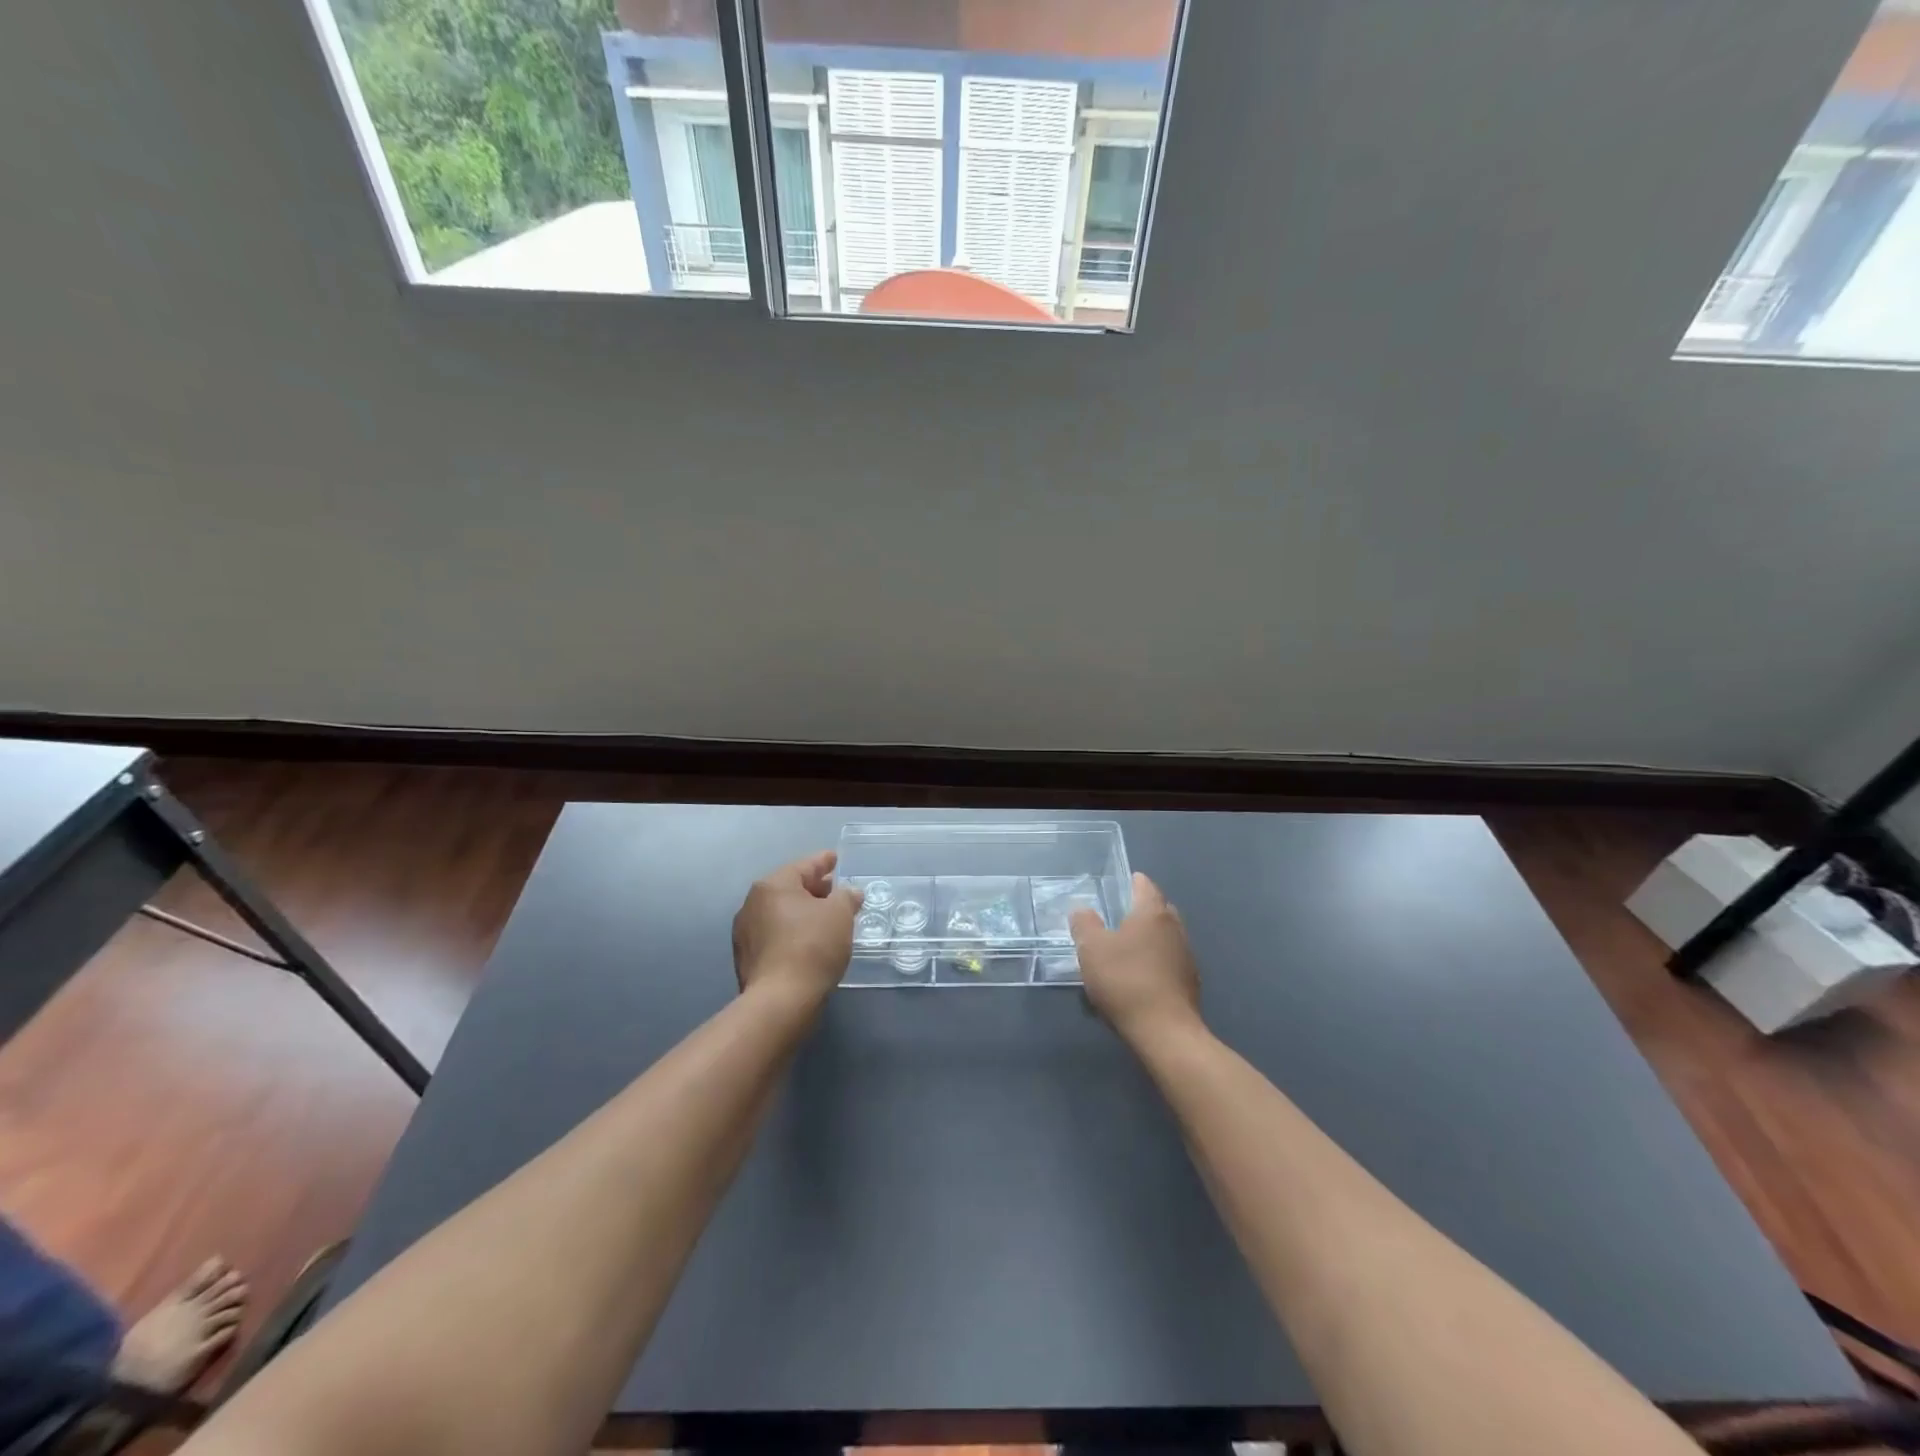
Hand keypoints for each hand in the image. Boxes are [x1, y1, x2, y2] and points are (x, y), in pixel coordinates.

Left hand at [732, 850, 863, 1009]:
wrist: (780, 1001)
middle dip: (816, 890)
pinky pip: (776, 935)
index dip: (823, 861)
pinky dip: (794, 933)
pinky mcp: (747, 959)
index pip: (804, 866)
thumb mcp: (840, 914)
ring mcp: (746, 933)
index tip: (836, 858)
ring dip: (804, 914)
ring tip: (828, 919)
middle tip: (838, 892)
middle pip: (790, 889)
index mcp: (772, 886)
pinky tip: (811, 943)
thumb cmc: (812, 946)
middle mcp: (752, 904)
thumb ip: (846, 897)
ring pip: (782, 914)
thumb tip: (850, 893)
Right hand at [1071, 872, 1201, 1045]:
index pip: (1145, 885)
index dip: (1131, 881)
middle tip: (1119, 915)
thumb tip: (1082, 909)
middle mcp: (1174, 927)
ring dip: (1150, 936)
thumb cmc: (1125, 981)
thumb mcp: (1092, 949)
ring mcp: (1187, 955)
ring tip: (1128, 946)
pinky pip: (1170, 959)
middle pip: (1159, 908)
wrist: (1165, 1031)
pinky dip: (1157, 959)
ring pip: (1166, 935)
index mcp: (1152, 913)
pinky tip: (1142, 974)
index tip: (1120, 883)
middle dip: (1142, 908)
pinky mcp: (1190, 982)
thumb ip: (1084, 924)